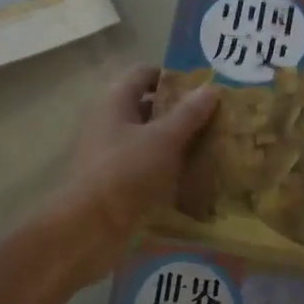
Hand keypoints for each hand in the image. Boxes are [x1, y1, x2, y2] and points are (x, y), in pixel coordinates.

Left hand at [46, 66, 218, 281]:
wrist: (89, 229)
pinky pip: (144, 164)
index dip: (172, 76)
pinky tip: (192, 174)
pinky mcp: (114, 180)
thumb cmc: (126, 173)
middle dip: (179, 110)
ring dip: (175, 139)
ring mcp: (109, 152)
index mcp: (114, 100)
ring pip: (147, 137)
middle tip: (215, 116)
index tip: (203, 87)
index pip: (144, 73)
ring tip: (210, 144)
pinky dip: (166, 165)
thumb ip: (189, 113)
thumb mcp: (164, 139)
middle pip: (147, 105)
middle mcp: (108, 120)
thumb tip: (211, 87)